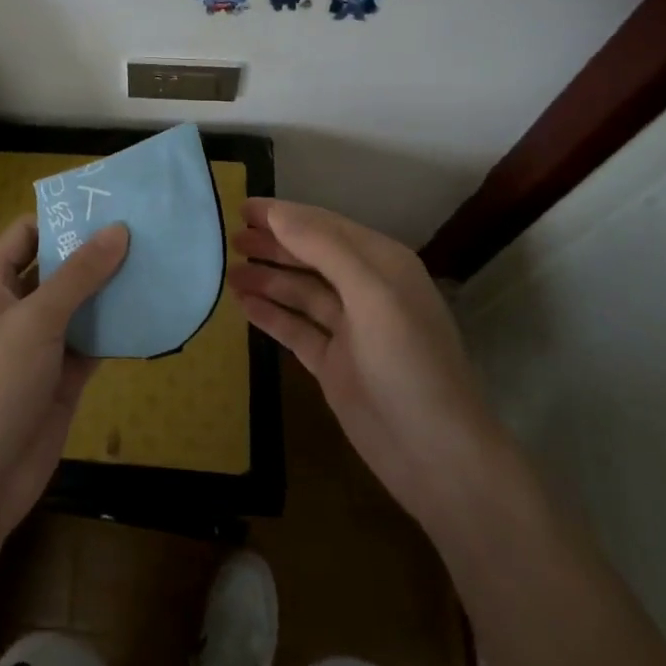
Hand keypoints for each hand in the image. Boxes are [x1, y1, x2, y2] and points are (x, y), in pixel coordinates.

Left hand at [0, 217, 128, 537]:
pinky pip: (91, 341)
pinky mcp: (61, 375)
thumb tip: (118, 229)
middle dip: (94, 252)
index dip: (62, 218)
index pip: (27, 234)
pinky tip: (149, 311)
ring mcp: (38, 343)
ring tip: (154, 262)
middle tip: (143, 231)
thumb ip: (79, 274)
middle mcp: (14, 307)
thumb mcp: (38, 319)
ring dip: (109, 289)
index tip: (107, 207)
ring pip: (78, 304)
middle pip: (57, 267)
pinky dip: (115, 328)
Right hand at [228, 199, 498, 525]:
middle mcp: (366, 290)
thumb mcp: (371, 294)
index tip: (242, 208)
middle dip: (273, 244)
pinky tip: (243, 305)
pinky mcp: (334, 364)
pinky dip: (271, 315)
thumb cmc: (408, 363)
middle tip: (230, 238)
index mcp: (383, 265)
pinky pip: (296, 328)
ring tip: (228, 271)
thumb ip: (323, 248)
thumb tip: (278, 213)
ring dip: (267, 278)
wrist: (437, 457)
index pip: (325, 226)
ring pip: (300, 292)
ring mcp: (349, 330)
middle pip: (311, 256)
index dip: (284, 215)